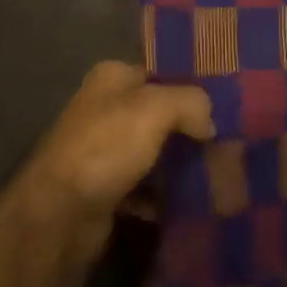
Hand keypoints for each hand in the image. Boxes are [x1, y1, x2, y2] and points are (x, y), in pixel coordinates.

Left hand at [19, 62, 213, 246]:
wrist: (60, 214)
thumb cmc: (106, 147)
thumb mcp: (155, 108)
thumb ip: (190, 101)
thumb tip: (210, 120)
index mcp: (112, 78)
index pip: (161, 72)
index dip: (192, 86)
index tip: (226, 105)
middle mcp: (104, 109)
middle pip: (159, 114)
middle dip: (190, 129)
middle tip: (227, 143)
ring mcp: (102, 151)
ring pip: (153, 152)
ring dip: (178, 164)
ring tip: (216, 174)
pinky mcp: (104, 190)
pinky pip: (143, 188)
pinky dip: (162, 196)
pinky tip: (187, 203)